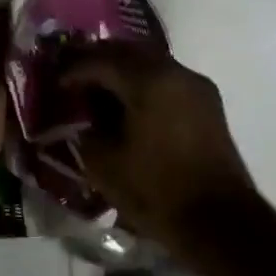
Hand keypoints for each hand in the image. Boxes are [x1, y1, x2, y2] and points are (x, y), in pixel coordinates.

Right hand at [59, 41, 260, 250]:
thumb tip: (79, 118)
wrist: (221, 224)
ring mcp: (196, 86)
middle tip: (72, 76)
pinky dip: (142, 82)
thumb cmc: (157, 191)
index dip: (72, 70)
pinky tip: (126, 104)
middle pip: (126, 51)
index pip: (99, 60)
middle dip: (96, 60)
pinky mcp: (207, 104)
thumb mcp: (103, 163)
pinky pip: (165, 78)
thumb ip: (85, 130)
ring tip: (97, 90)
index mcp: (148, 81)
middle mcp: (175, 72)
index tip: (54, 84)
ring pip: (148, 62)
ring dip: (121, 70)